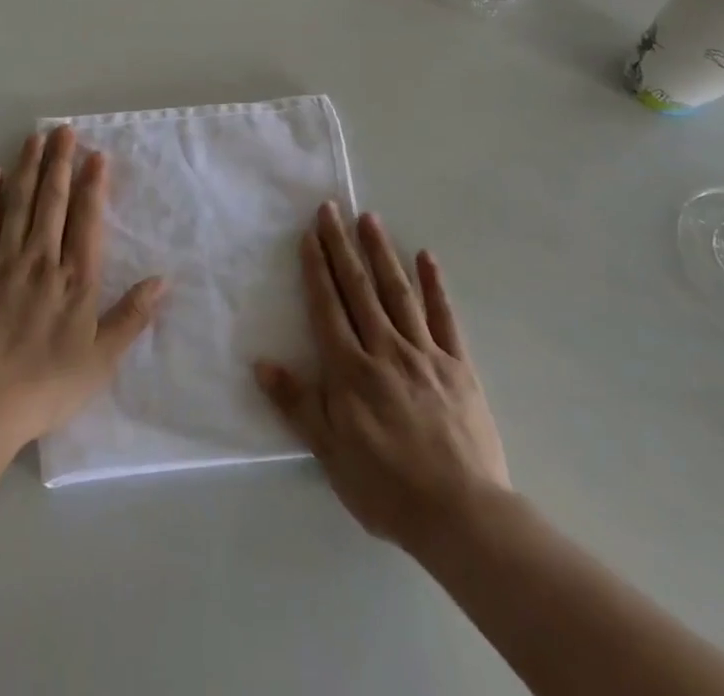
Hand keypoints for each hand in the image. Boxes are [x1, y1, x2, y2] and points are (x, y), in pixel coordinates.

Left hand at [0, 125, 163, 445]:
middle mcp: (41, 259)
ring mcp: (3, 262)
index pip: (87, 219)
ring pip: (19, 204)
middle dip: (60, 162)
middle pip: (52, 201)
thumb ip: (131, 316)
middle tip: (65, 130)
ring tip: (35, 138)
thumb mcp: (101, 359)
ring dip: (28, 168)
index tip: (96, 155)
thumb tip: (163, 280)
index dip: (92, 185)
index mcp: (75, 279)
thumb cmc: (47, 385)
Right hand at [255, 203, 509, 550]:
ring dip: (381, 252)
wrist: (462, 515)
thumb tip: (261, 363)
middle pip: (358, 288)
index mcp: (351, 370)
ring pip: (398, 292)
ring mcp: (425, 353)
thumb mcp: (330, 454)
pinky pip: (445, 317)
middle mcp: (385, 349)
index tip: (310, 234)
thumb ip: (297, 404)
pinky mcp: (458, 365)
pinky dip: (435, 285)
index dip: (317, 268)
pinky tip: (427, 257)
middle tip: (331, 208)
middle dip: (341, 246)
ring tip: (369, 218)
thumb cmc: (387, 487)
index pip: (328, 306)